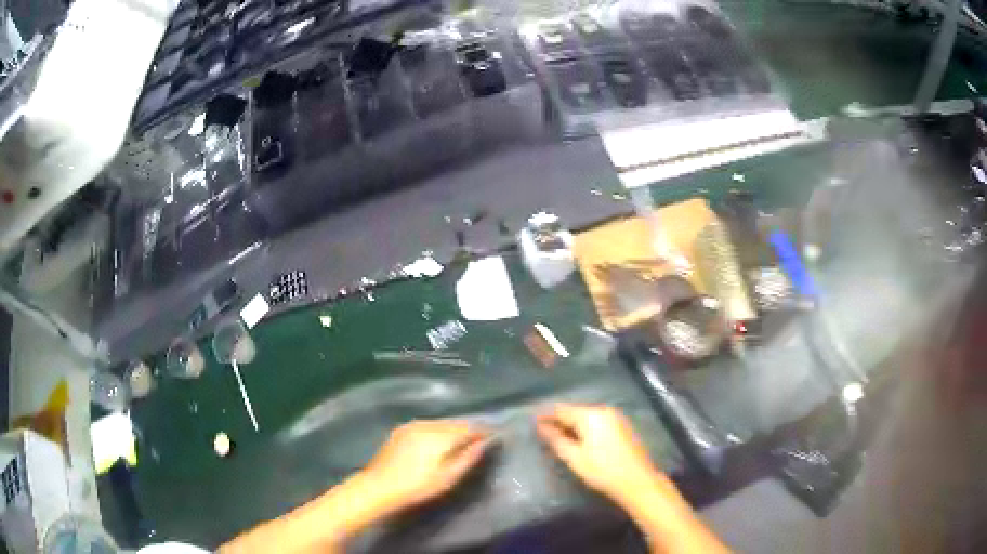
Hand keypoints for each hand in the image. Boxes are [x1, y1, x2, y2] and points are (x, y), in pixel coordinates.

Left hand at [363, 420, 490, 514]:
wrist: (379, 486)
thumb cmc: (417, 486)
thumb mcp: (447, 477)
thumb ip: (468, 458)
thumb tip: (484, 443)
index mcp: (440, 435)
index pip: (468, 428)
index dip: (482, 431)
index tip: (494, 435)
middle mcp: (426, 424)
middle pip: (454, 423)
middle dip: (468, 428)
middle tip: (481, 437)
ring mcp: (412, 425)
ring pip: (440, 423)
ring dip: (453, 429)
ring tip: (463, 439)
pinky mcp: (401, 430)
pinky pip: (427, 425)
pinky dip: (438, 430)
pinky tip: (439, 440)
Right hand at [537, 403, 657, 501]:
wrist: (637, 481)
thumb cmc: (602, 470)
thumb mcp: (574, 457)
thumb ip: (556, 439)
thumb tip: (541, 426)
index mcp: (591, 415)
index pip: (561, 409)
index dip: (545, 415)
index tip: (532, 422)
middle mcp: (604, 410)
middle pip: (575, 411)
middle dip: (559, 420)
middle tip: (543, 431)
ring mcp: (616, 417)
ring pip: (587, 417)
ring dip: (573, 425)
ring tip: (559, 436)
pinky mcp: (622, 427)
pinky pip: (598, 422)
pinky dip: (586, 428)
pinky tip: (580, 440)